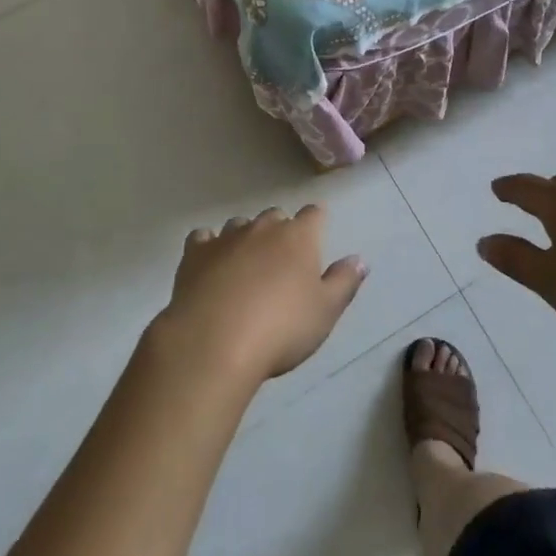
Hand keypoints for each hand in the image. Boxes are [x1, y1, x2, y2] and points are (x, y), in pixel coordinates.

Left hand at [152, 206, 366, 387]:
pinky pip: (204, 238)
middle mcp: (263, 227)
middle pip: (276, 216)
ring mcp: (227, 236)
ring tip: (245, 268)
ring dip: (246, 239)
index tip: (317, 238)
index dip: (316, 223)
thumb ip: (344, 282)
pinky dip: (209, 246)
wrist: (215, 341)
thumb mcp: (325, 313)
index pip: (314, 214)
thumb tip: (359, 259)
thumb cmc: (280, 329)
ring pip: (240, 224)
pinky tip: (209, 265)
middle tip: (281, 263)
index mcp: (298, 236)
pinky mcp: (195, 253)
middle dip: (280, 232)